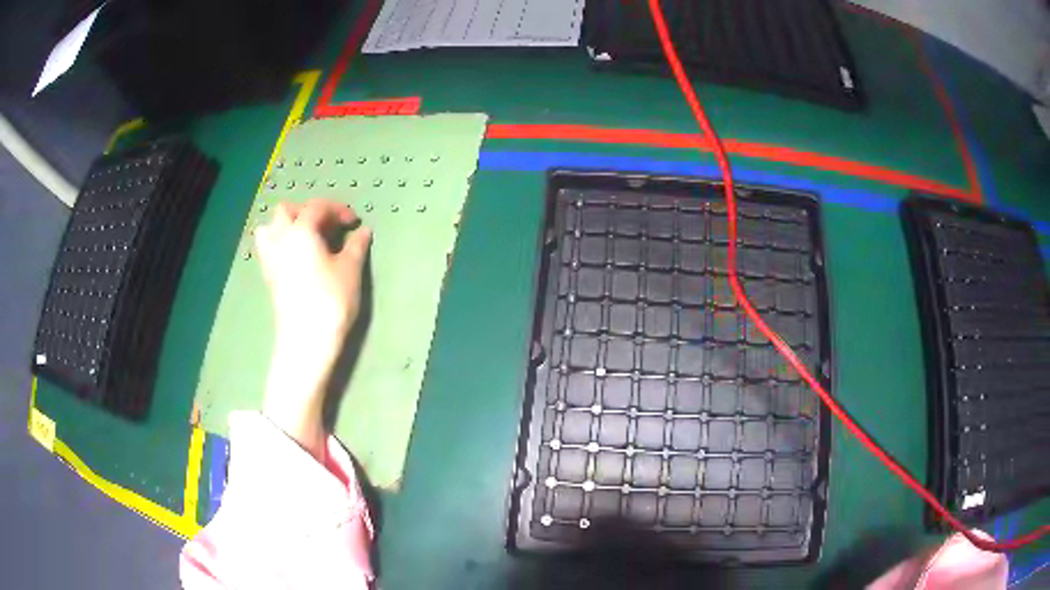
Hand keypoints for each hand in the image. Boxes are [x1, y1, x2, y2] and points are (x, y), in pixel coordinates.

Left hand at [254, 199, 371, 457]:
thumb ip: (356, 245)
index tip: (354, 222)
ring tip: (306, 238)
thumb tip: (362, 231)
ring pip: (270, 228)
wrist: (306, 340)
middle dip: (307, 211)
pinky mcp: (268, 277)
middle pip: (287, 210)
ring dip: (287, 225)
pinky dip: (280, 243)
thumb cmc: (331, 300)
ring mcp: (270, 258)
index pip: (317, 207)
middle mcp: (280, 239)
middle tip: (328, 226)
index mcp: (301, 230)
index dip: (337, 209)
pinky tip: (297, 257)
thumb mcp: (350, 270)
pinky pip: (268, 248)